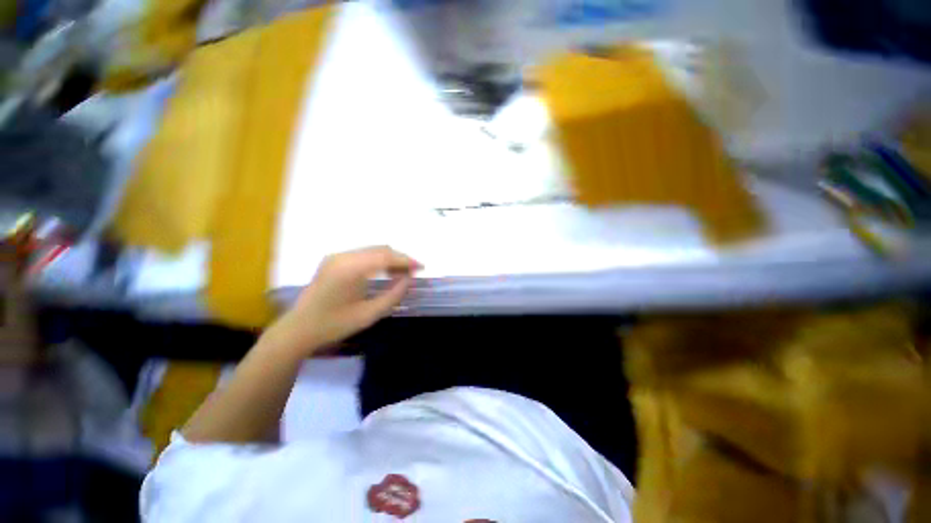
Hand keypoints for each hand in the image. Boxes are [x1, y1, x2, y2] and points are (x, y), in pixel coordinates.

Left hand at [265, 246, 421, 355]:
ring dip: (390, 258)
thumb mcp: (370, 314)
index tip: (422, 267)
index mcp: (350, 269)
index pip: (386, 256)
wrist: (299, 329)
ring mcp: (336, 256)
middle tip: (413, 272)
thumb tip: (409, 279)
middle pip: (380, 249)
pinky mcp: (333, 260)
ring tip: (402, 272)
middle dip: (400, 258)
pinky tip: (385, 271)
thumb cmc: (334, 325)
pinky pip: (363, 254)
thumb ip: (394, 294)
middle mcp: (343, 256)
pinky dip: (378, 260)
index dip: (406, 260)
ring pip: (372, 250)